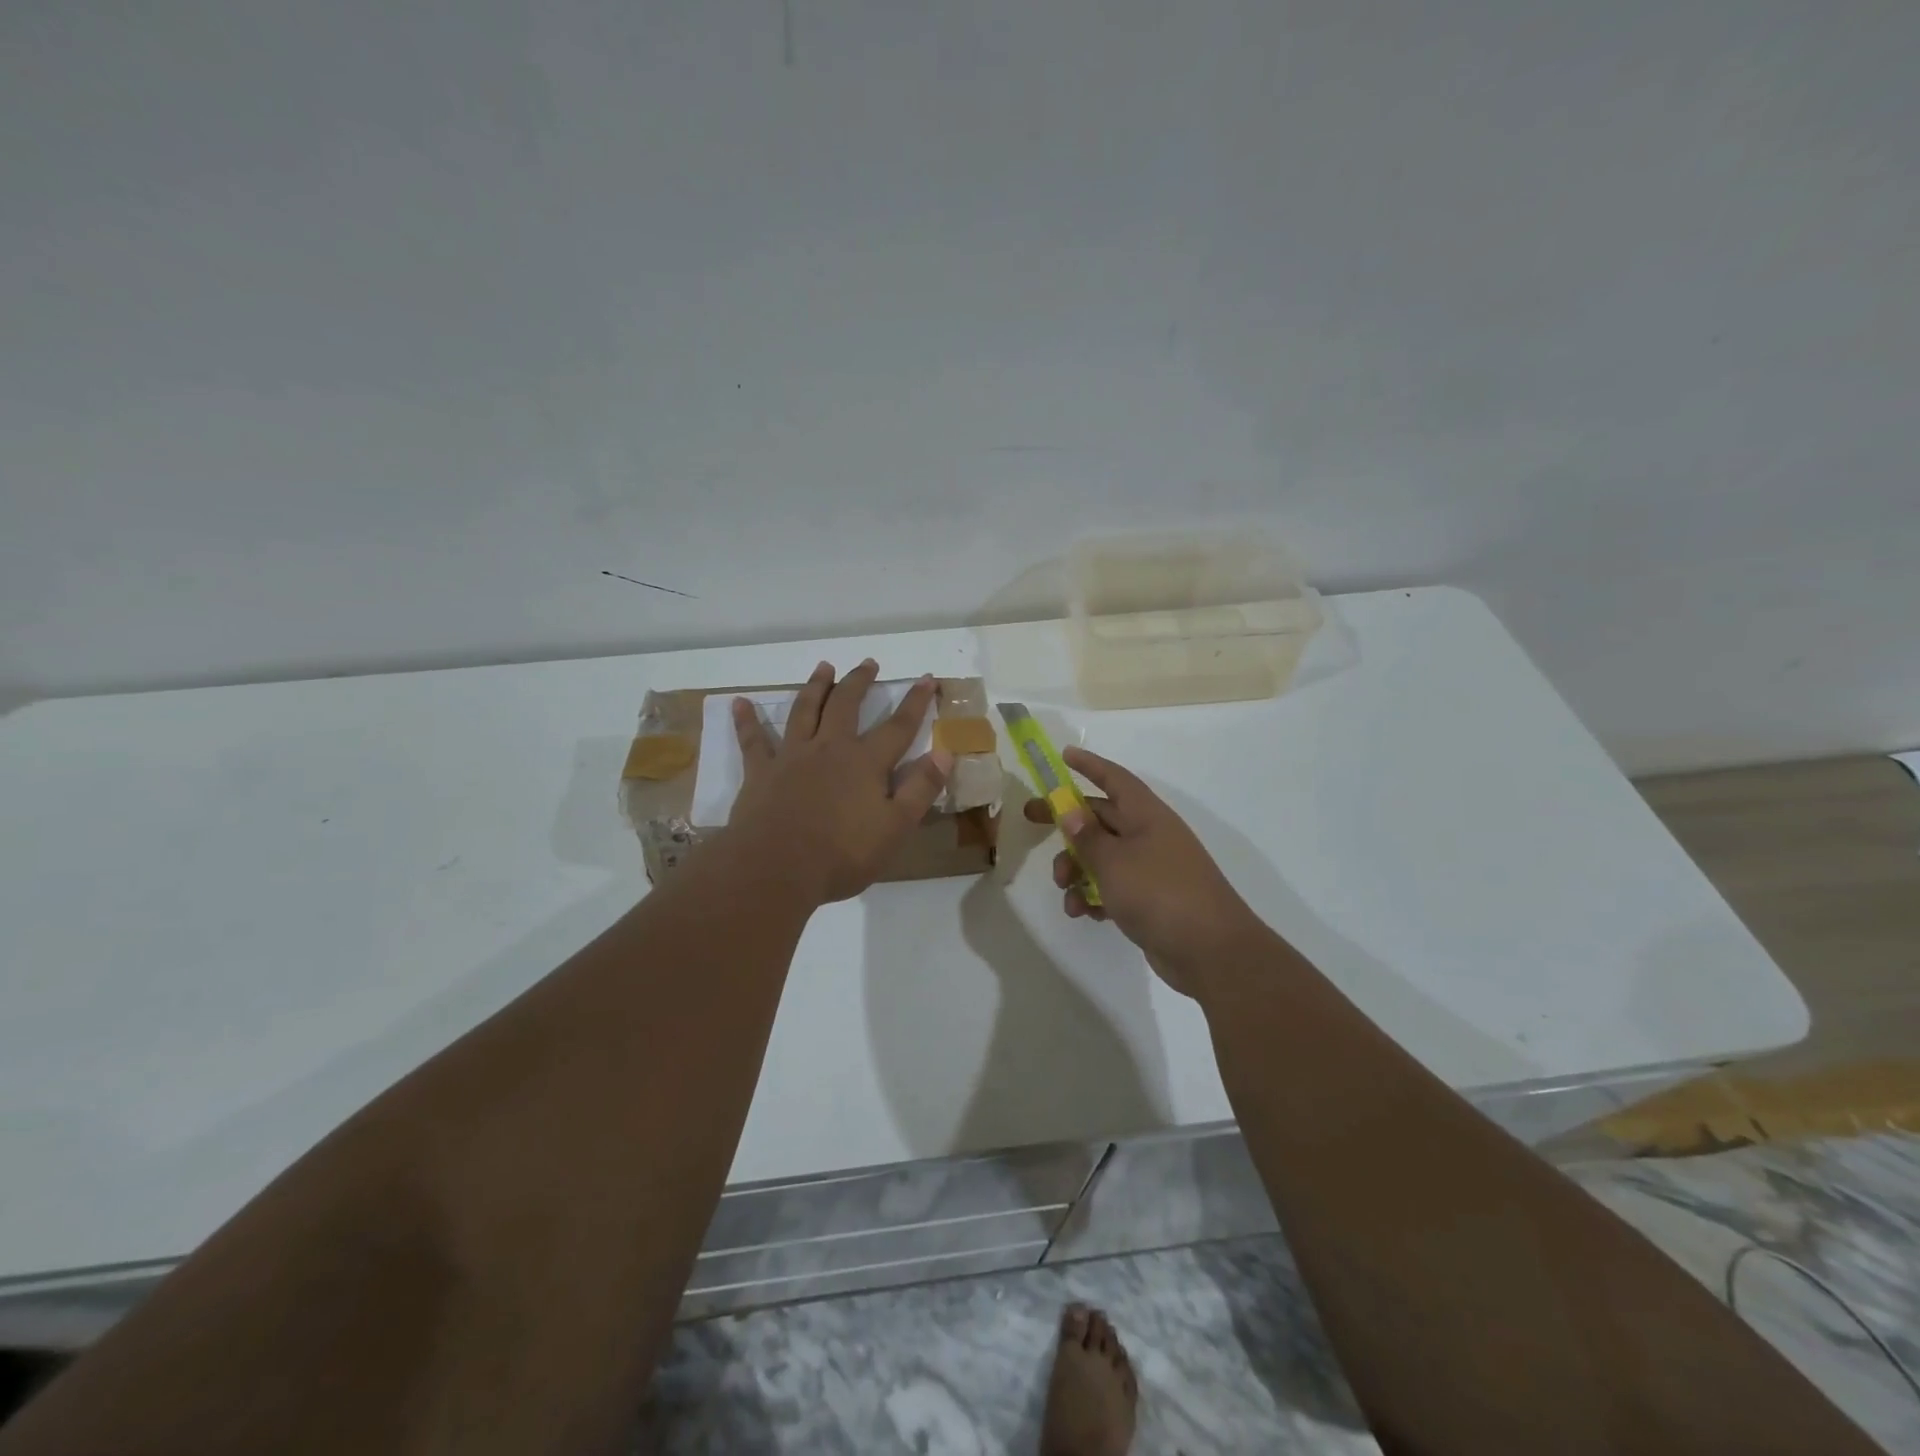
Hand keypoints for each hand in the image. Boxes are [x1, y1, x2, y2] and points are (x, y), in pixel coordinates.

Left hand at [726, 659, 952, 905]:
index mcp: (865, 762)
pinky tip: (739, 703)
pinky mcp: (760, 772)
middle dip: (859, 682)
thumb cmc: (842, 854)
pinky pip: (753, 740)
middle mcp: (829, 748)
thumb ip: (921, 788)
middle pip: (846, 706)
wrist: (776, 868)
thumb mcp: (895, 827)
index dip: (916, 702)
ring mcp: (792, 757)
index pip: (898, 726)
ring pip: (804, 711)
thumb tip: (945, 753)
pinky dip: (746, 721)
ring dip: (815, 687)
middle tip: (868, 662)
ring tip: (823, 667)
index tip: (927, 679)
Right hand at [1024, 747, 1263, 995]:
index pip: (1114, 779)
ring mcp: (1151, 868)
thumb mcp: (1114, 862)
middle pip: (1101, 817)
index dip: (1089, 765)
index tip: (1063, 756)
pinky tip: (1083, 913)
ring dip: (1077, 869)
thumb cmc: (1160, 893)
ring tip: (1065, 890)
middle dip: (1067, 822)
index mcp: (1146, 815)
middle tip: (1030, 819)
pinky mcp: (1150, 900)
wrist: (1211, 951)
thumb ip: (1087, 836)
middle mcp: (1150, 835)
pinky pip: (1113, 887)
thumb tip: (1070, 811)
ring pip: (1103, 856)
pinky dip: (1095, 895)